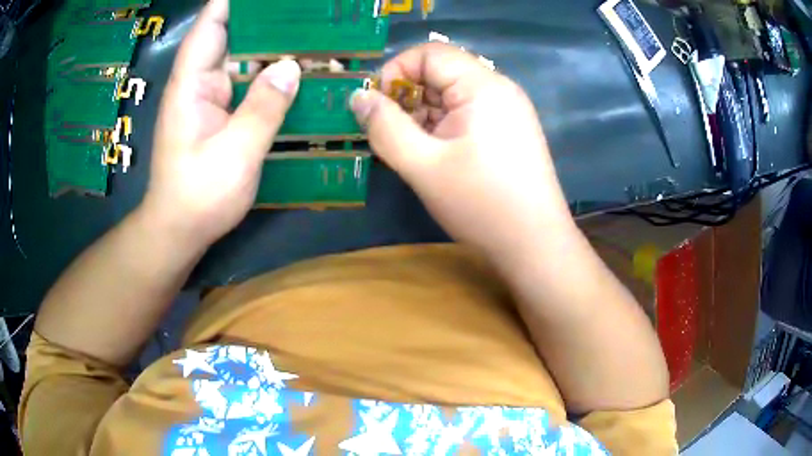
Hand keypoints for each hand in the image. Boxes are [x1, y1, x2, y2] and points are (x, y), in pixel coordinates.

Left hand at [142, 0, 300, 248]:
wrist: (179, 230)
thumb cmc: (198, 195)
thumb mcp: (234, 154)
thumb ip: (263, 108)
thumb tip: (291, 66)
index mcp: (192, 83)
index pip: (211, 24)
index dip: (234, 2)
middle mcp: (200, 82)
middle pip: (231, 34)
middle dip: (266, 18)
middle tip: (306, 12)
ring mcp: (211, 97)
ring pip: (242, 58)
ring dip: (273, 45)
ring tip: (312, 33)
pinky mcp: (220, 113)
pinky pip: (247, 83)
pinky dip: (271, 74)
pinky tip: (298, 71)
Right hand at [351, 43, 573, 264]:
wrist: (535, 246)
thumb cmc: (481, 205)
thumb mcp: (423, 166)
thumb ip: (384, 127)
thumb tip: (357, 96)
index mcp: (482, 85)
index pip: (429, 53)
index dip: (395, 72)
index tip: (376, 107)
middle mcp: (499, 89)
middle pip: (441, 72)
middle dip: (408, 97)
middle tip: (391, 135)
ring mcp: (508, 110)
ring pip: (452, 94)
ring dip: (423, 115)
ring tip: (411, 151)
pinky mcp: (510, 130)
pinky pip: (467, 113)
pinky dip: (443, 127)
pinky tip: (435, 156)